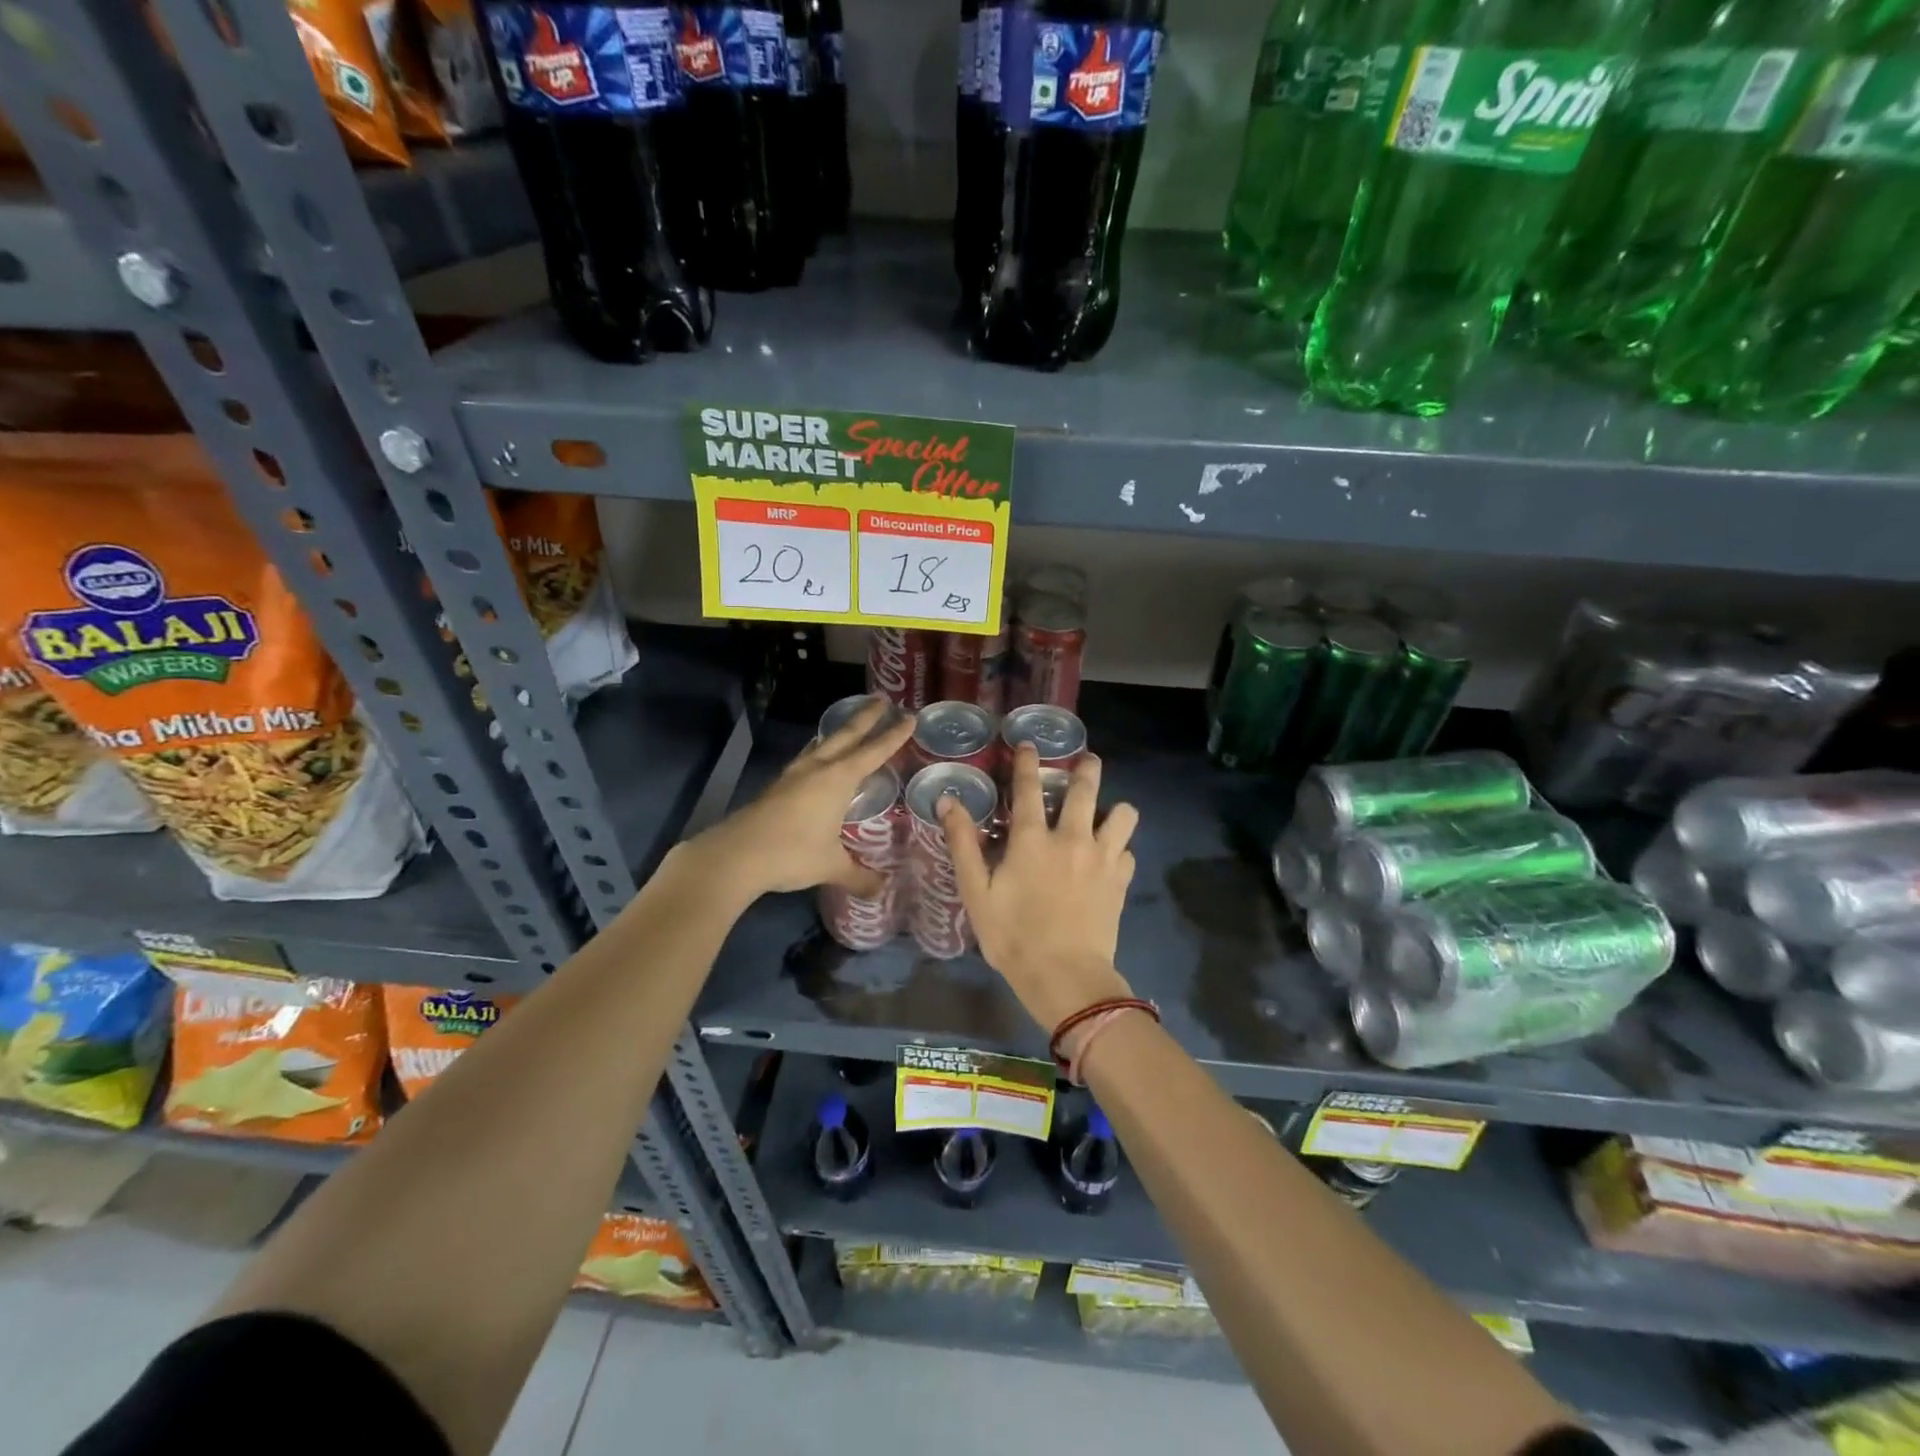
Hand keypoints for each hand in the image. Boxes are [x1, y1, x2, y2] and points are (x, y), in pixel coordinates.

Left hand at [689, 699, 913, 901]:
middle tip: (882, 699)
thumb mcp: (831, 865)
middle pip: (846, 735)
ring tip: (849, 724)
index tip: (910, 717)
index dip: (893, 735)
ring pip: (822, 743)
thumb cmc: (791, 853)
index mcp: (838, 779)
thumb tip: (881, 890)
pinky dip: (820, 751)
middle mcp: (818, 769)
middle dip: (866, 717)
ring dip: (839, 731)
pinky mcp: (777, 786)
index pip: (874, 751)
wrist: (735, 855)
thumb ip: (858, 875)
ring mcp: (794, 775)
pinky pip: (807, 758)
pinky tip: (818, 759)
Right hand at [942, 743, 1139, 1032]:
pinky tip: (1110, 858)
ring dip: (1114, 808)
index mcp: (1032, 840)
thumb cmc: (1013, 936)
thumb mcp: (976, 893)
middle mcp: (1071, 838)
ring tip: (1106, 812)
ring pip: (1122, 814)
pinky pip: (1128, 851)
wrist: (1065, 977)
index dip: (1028, 762)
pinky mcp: (1121, 880)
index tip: (1030, 743)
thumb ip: (963, 844)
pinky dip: (1120, 848)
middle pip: (1085, 788)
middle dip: (1087, 767)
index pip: (1028, 788)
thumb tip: (949, 801)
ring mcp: (1102, 858)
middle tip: (1087, 759)